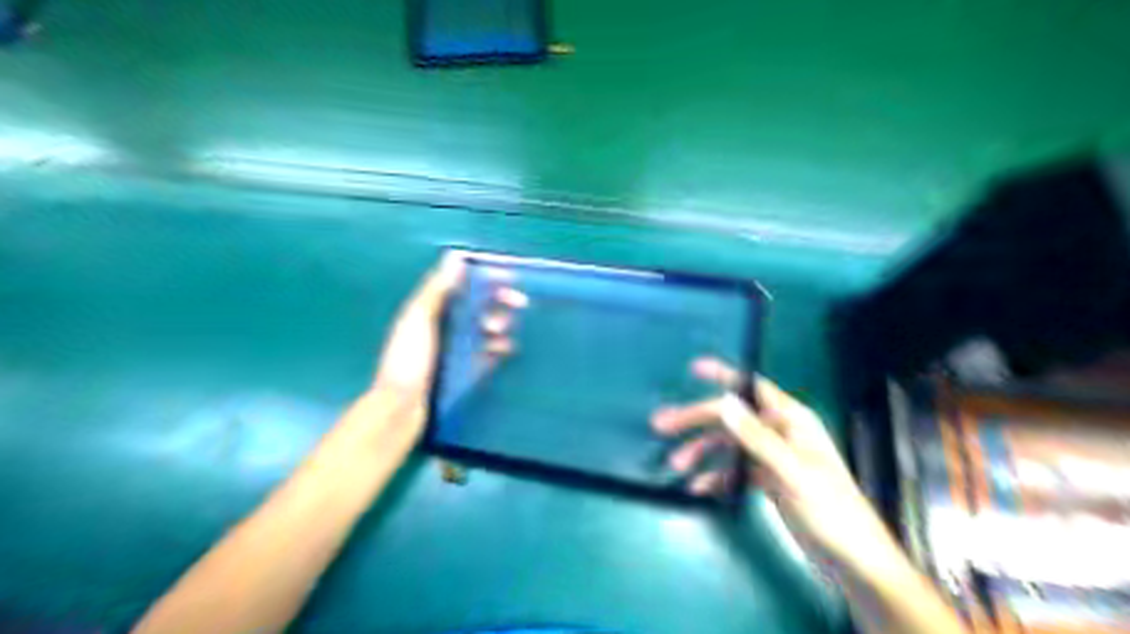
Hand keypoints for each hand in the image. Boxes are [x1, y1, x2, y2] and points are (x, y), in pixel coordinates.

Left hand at [372, 251, 530, 446]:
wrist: (401, 409)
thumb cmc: (407, 360)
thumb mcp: (418, 320)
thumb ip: (437, 290)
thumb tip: (457, 257)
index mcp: (432, 308)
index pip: (463, 284)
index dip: (486, 278)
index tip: (509, 277)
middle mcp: (446, 324)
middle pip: (480, 304)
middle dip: (500, 300)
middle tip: (519, 302)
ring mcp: (457, 347)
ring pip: (488, 326)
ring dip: (500, 323)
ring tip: (498, 332)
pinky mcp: (468, 367)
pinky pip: (490, 351)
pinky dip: (500, 346)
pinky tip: (505, 349)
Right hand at [655, 360, 900, 565]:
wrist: (854, 563)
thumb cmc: (830, 511)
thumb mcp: (791, 472)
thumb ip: (756, 437)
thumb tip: (724, 402)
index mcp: (791, 420)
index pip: (752, 387)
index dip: (723, 375)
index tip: (693, 368)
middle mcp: (780, 433)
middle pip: (731, 418)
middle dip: (696, 420)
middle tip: (661, 425)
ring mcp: (773, 458)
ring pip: (728, 445)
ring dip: (702, 452)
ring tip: (676, 465)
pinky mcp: (769, 481)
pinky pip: (735, 471)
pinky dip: (716, 476)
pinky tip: (698, 487)